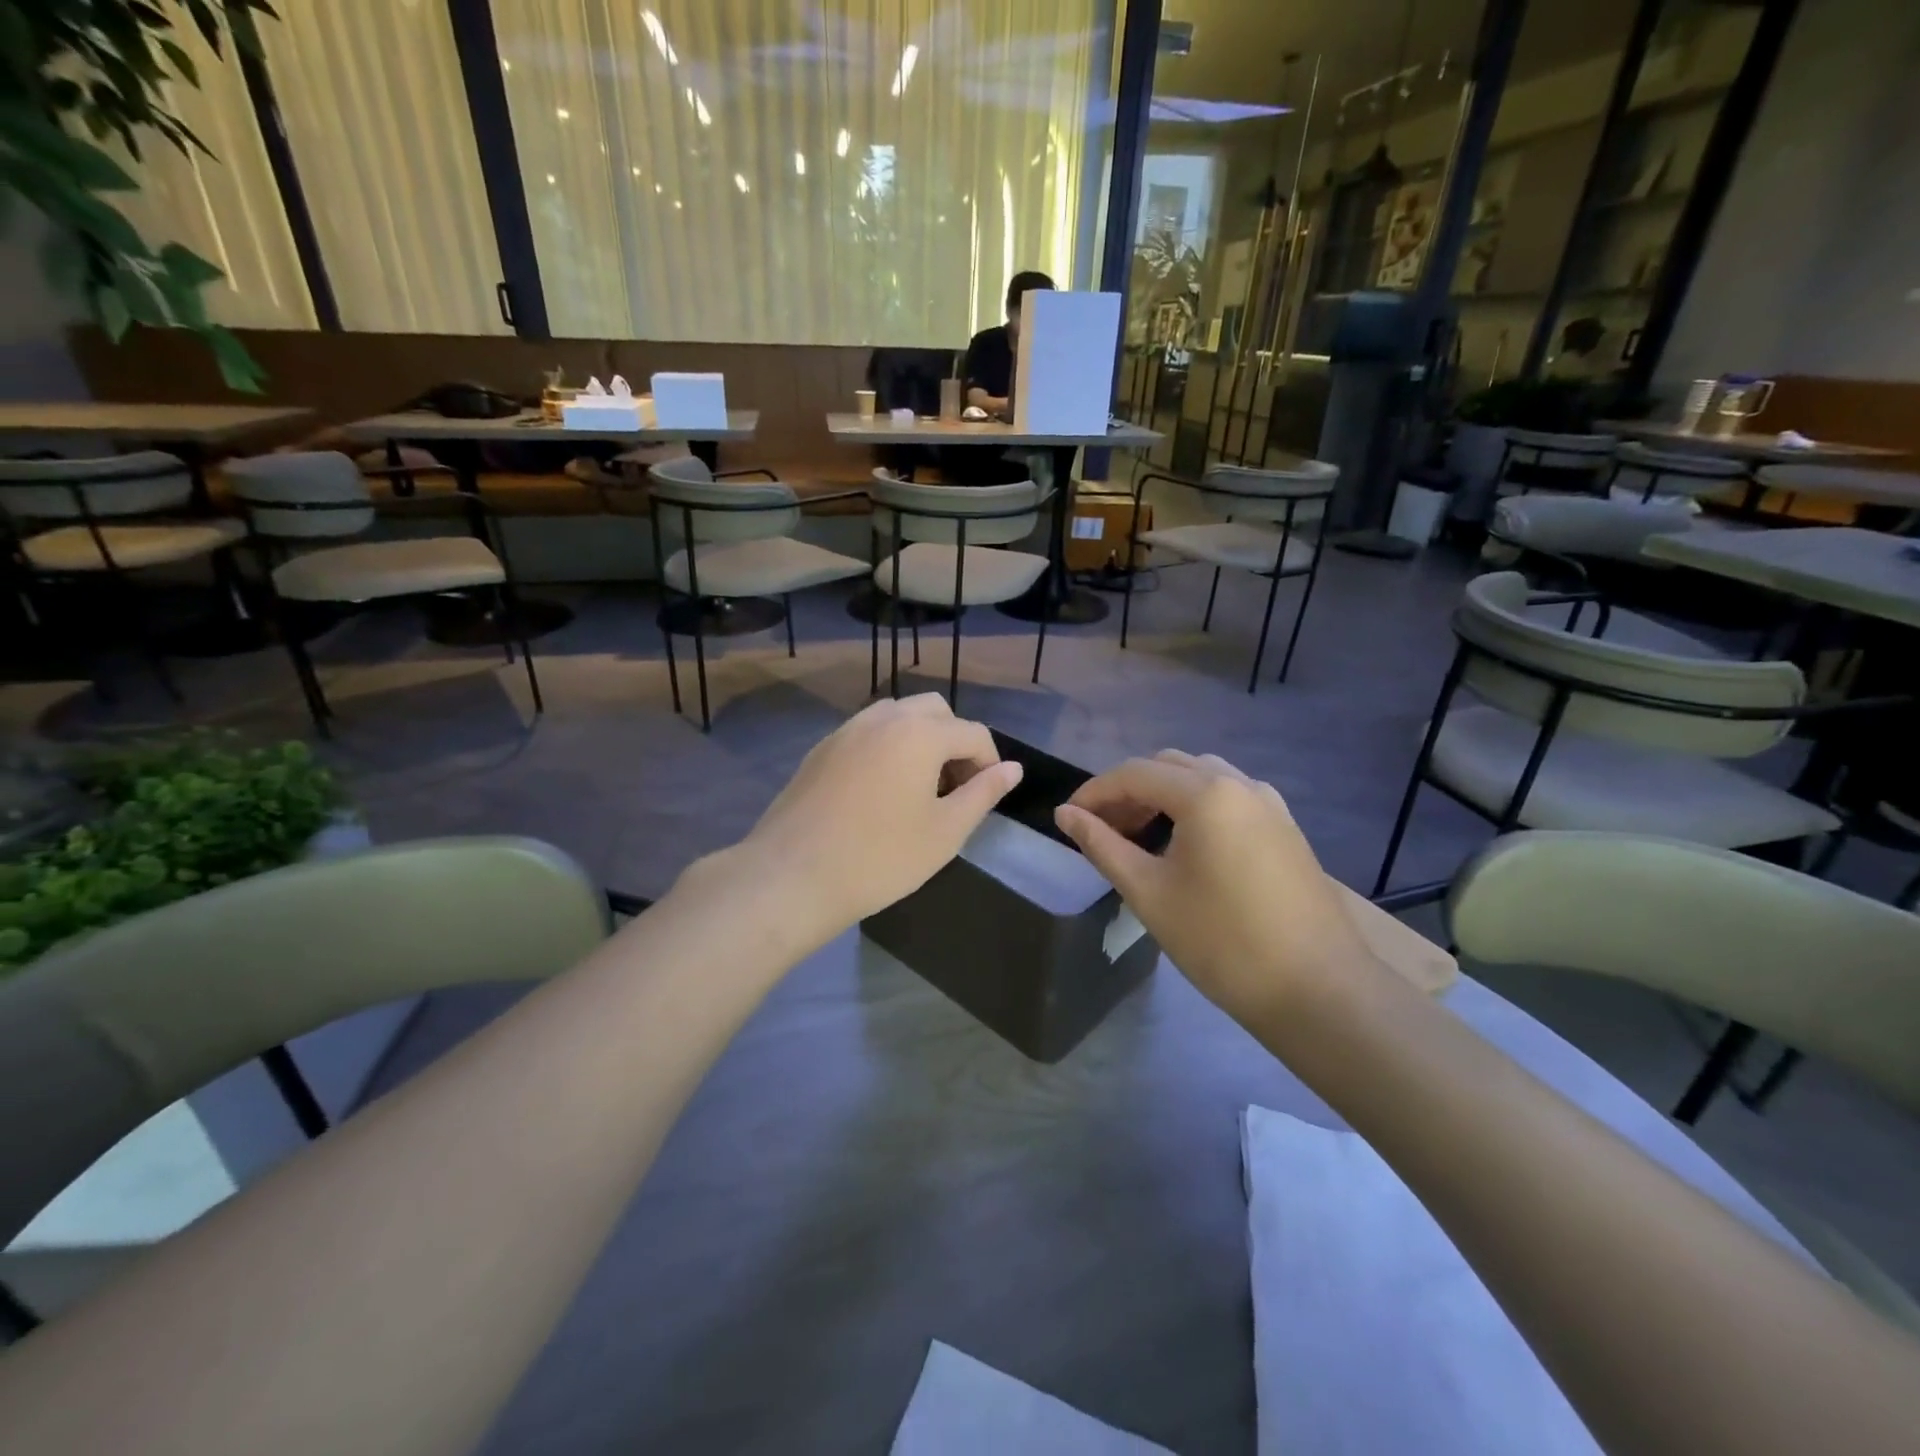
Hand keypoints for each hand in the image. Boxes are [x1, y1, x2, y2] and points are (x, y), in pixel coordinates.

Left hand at [710, 695, 1021, 947]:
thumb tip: (1013, 768)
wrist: (793, 875)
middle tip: (953, 789)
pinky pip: (867, 732)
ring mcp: (847, 729)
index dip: (989, 763)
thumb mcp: (945, 831)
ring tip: (918, 788)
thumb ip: (983, 793)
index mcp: (920, 732)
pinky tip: (879, 791)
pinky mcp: (821, 748)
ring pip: (898, 716)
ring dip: (920, 740)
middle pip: (935, 711)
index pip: (973, 732)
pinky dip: (887, 747)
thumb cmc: (880, 857)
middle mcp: (884, 717)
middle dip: (955, 741)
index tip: (986, 798)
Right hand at [1055, 751, 1374, 1022]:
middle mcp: (1240, 783)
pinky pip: (1229, 796)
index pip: (1134, 773)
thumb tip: (1065, 814)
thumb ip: (1102, 845)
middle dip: (1129, 790)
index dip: (1094, 792)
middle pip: (1169, 766)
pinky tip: (1186, 845)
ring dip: (1163, 795)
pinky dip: (1196, 806)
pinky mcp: (1285, 827)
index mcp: (1206, 793)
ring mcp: (1269, 803)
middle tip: (1104, 829)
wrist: (1317, 990)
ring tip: (1140, 836)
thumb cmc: (1222, 942)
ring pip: (1202, 777)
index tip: (1068, 818)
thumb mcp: (1149, 893)